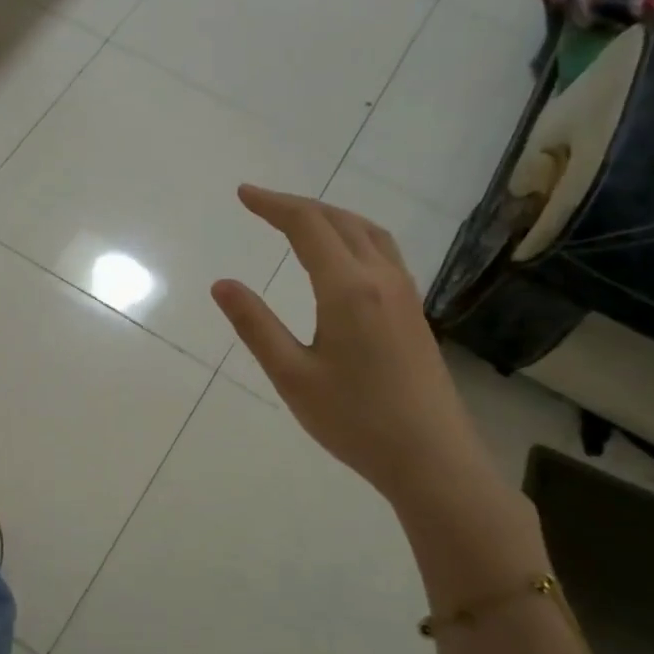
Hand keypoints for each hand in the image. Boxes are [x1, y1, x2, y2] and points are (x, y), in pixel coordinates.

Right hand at [211, 184, 489, 509]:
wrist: (431, 458)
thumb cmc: (354, 420)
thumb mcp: (291, 376)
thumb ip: (255, 325)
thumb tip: (222, 284)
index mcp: (348, 289)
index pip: (308, 227)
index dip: (273, 205)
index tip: (243, 195)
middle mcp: (381, 279)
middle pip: (340, 221)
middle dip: (298, 206)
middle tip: (261, 204)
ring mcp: (404, 294)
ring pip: (368, 232)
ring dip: (330, 216)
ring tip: (299, 220)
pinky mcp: (413, 312)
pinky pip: (382, 252)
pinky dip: (353, 235)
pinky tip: (342, 256)